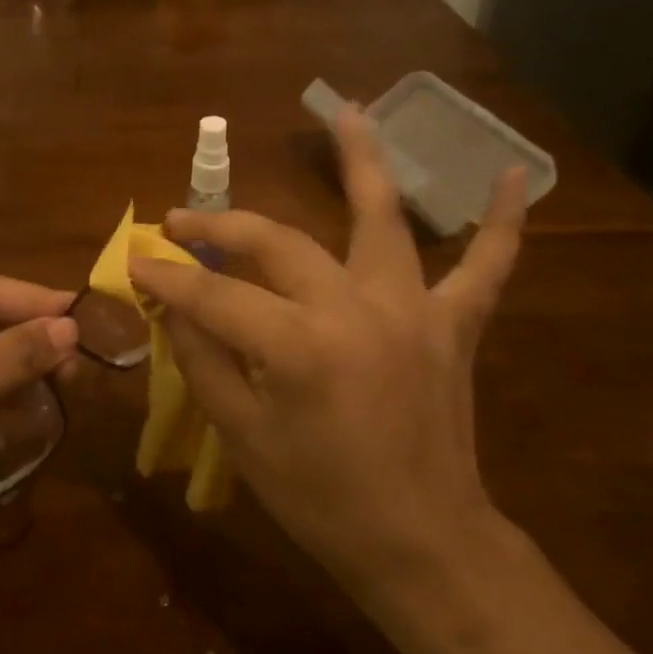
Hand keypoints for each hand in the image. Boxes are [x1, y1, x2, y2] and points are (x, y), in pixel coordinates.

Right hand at [128, 111, 525, 606]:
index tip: (136, 260)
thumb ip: (204, 361)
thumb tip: (173, 306)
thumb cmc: (320, 500)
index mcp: (298, 347)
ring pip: (382, 220)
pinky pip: (485, 267)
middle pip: (278, 244)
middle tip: (183, 218)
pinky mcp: (453, 326)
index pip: (214, 294)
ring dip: (363, 162)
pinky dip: (501, 222)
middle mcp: (356, 310)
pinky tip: (516, 173)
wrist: (421, 542)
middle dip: (222, 227)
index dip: (168, 277)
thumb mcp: (243, 437)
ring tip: (349, 110)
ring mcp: (412, 311)